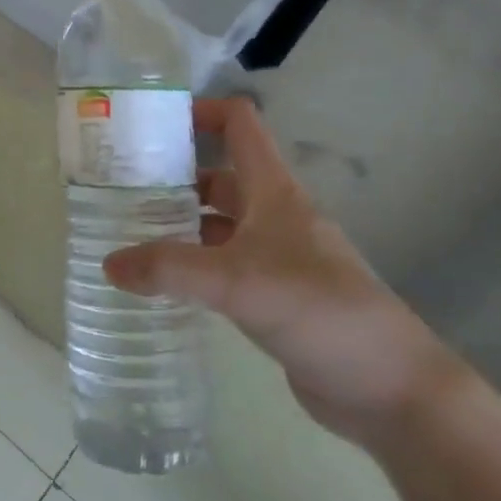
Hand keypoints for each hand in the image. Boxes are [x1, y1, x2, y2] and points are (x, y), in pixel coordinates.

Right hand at [103, 97, 465, 445]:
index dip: (201, 112)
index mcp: (274, 191)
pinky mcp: (274, 296)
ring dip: (180, 223)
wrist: (391, 389)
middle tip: (120, 186)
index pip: (240, 124)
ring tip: (129, 231)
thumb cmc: (320, 311)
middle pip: (220, 175)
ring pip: (219, 223)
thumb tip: (109, 263)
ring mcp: (276, 257)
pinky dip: (194, 265)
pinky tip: (162, 281)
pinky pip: (224, 266)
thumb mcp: (238, 282)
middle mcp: (274, 215)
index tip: (152, 125)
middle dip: (175, 174)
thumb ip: (170, 269)